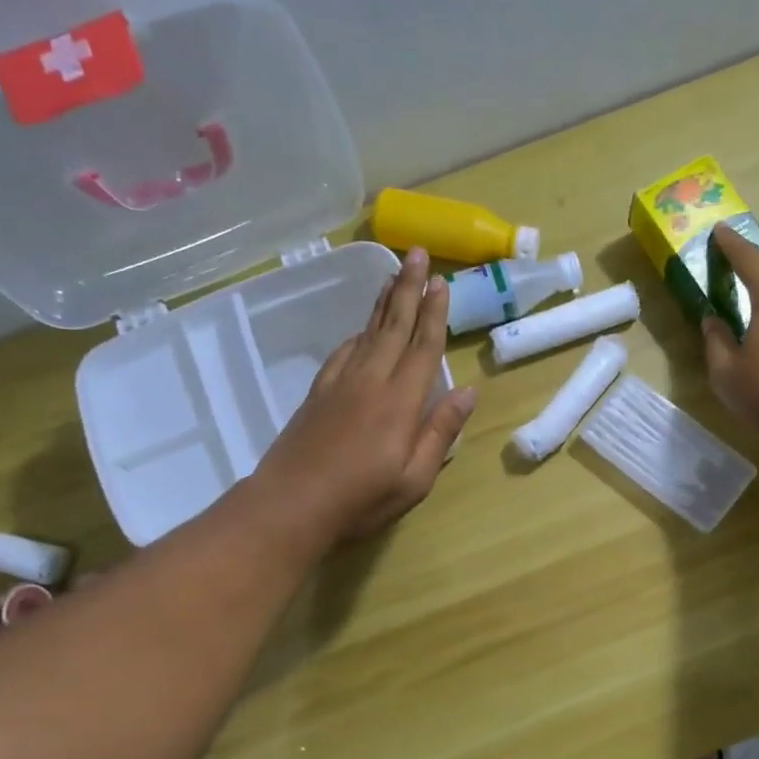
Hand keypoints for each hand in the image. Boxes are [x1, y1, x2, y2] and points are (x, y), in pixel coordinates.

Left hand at [253, 248, 476, 543]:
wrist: (290, 505)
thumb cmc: (361, 499)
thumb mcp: (415, 478)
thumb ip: (440, 431)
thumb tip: (467, 391)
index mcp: (400, 401)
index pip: (423, 347)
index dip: (434, 313)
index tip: (441, 281)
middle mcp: (371, 381)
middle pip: (393, 326)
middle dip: (407, 288)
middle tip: (415, 253)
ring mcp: (340, 384)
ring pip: (367, 333)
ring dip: (383, 303)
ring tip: (393, 277)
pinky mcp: (318, 394)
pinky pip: (343, 352)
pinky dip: (357, 334)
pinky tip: (361, 331)